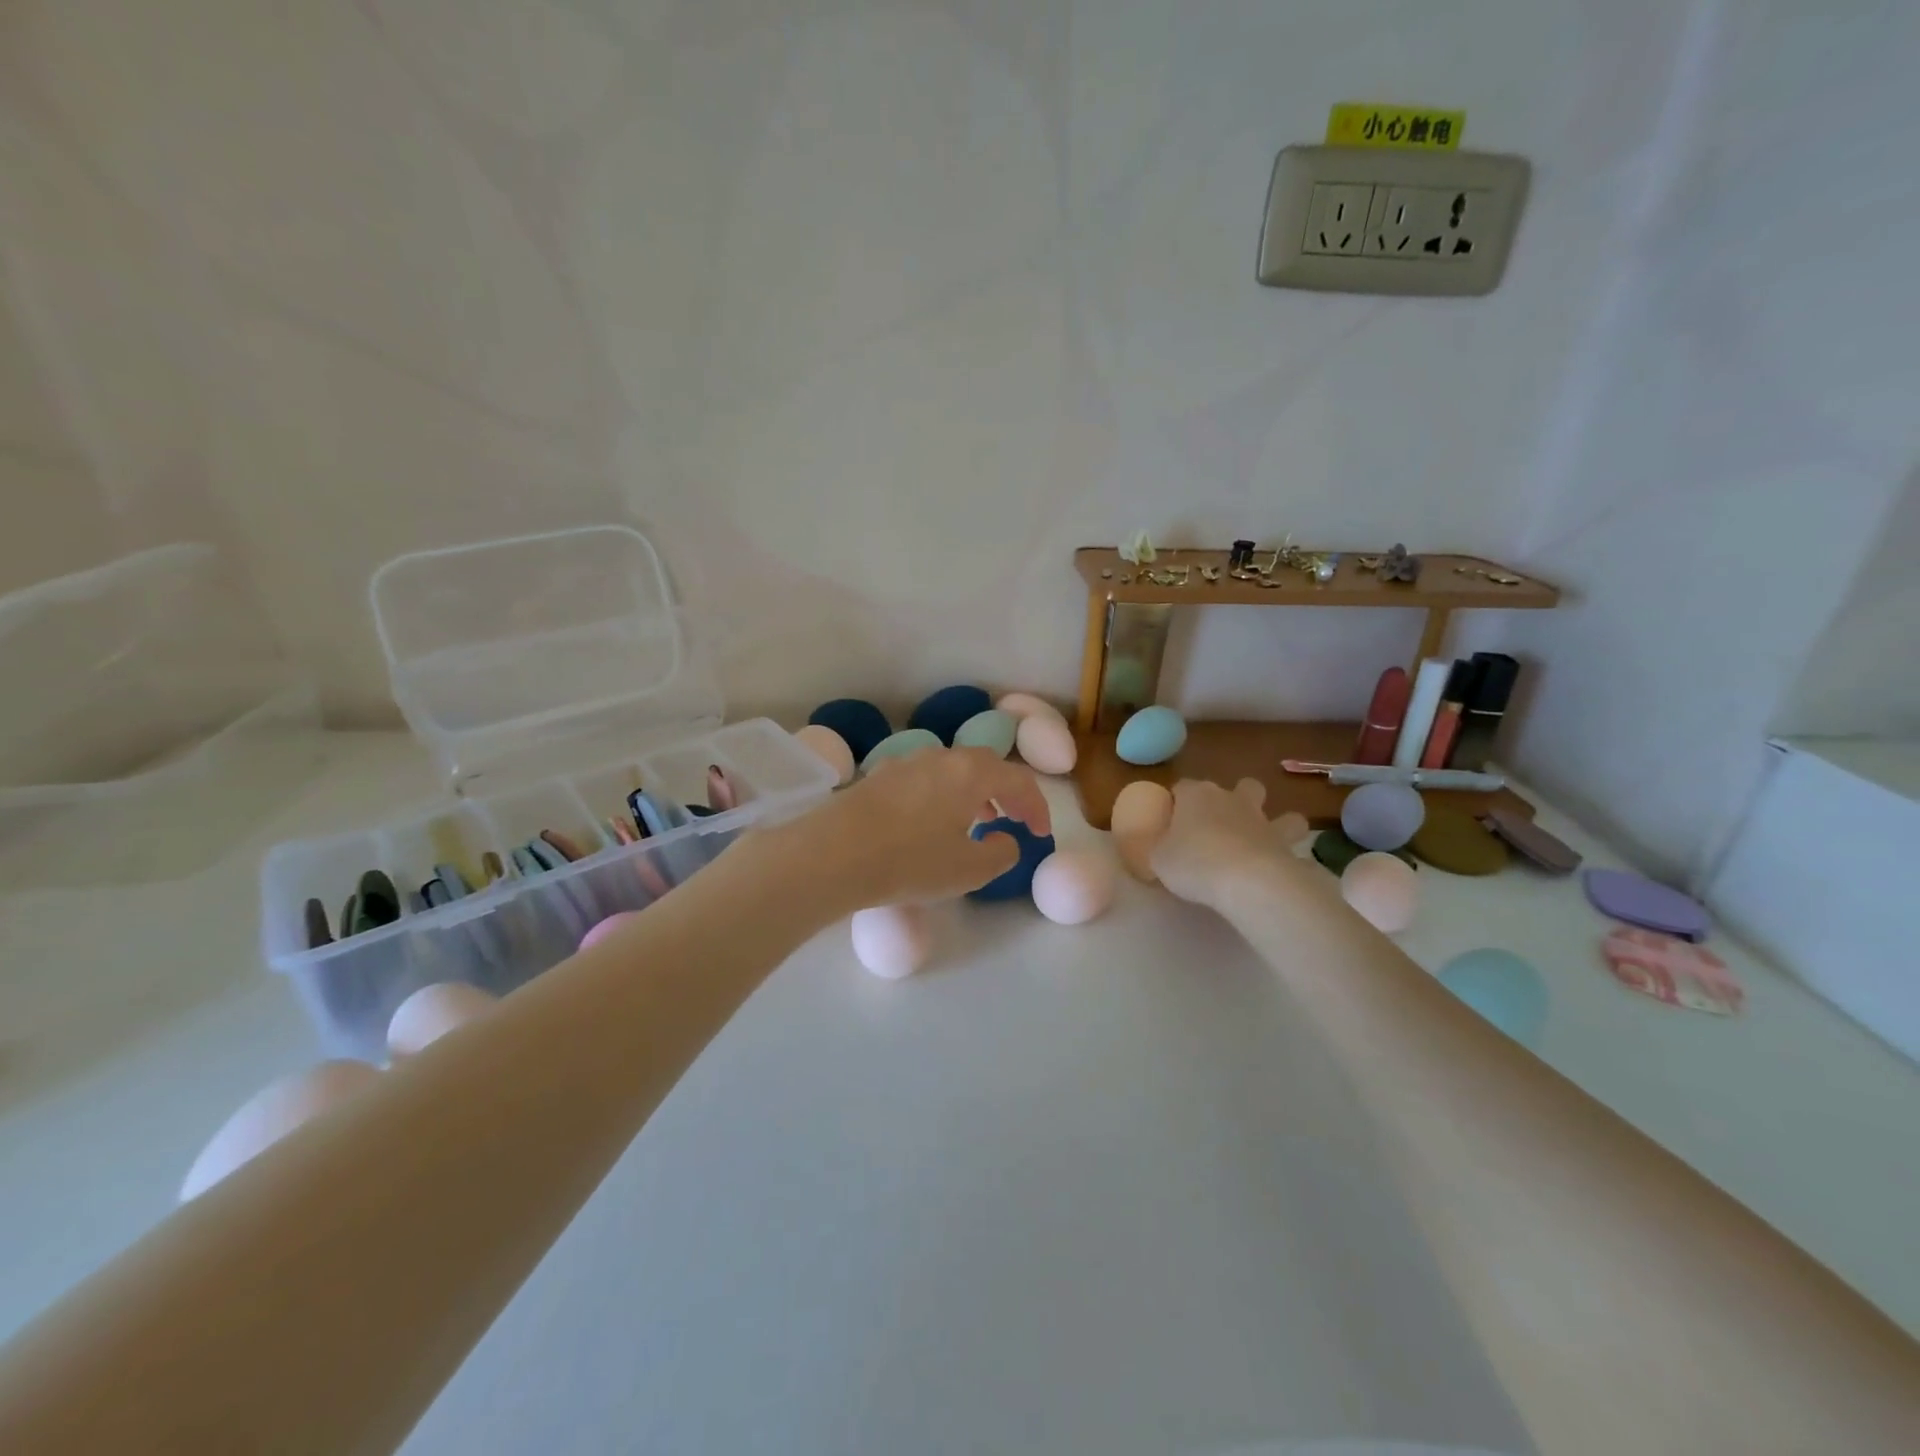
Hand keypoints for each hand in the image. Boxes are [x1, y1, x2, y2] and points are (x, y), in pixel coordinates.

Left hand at [769, 747, 1052, 912]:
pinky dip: (942, 796)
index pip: (1018, 780)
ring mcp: (905, 763)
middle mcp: (940, 758)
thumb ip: (1001, 853)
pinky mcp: (878, 777)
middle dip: (1007, 793)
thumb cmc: (910, 861)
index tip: (1040, 834)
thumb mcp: (969, 869)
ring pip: (952, 770)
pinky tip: (930, 823)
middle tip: (1014, 819)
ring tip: (977, 820)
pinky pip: (925, 780)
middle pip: (985, 766)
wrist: (833, 853)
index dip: (1037, 806)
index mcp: (971, 772)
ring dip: (973, 792)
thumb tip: (1005, 839)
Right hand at [1151, 778, 1301, 908]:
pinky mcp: (1287, 845)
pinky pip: (1293, 844)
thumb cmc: (1194, 863)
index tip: (1171, 819)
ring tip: (1265, 841)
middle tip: (1223, 823)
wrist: (1247, 881)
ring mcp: (1264, 820)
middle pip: (1241, 785)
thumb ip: (1160, 848)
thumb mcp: (1159, 859)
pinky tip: (1281, 866)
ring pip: (1280, 810)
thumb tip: (1163, 847)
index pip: (1183, 786)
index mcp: (1196, 795)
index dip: (1177, 801)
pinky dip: (1289, 852)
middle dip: (1237, 798)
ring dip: (1276, 821)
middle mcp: (1232, 799)